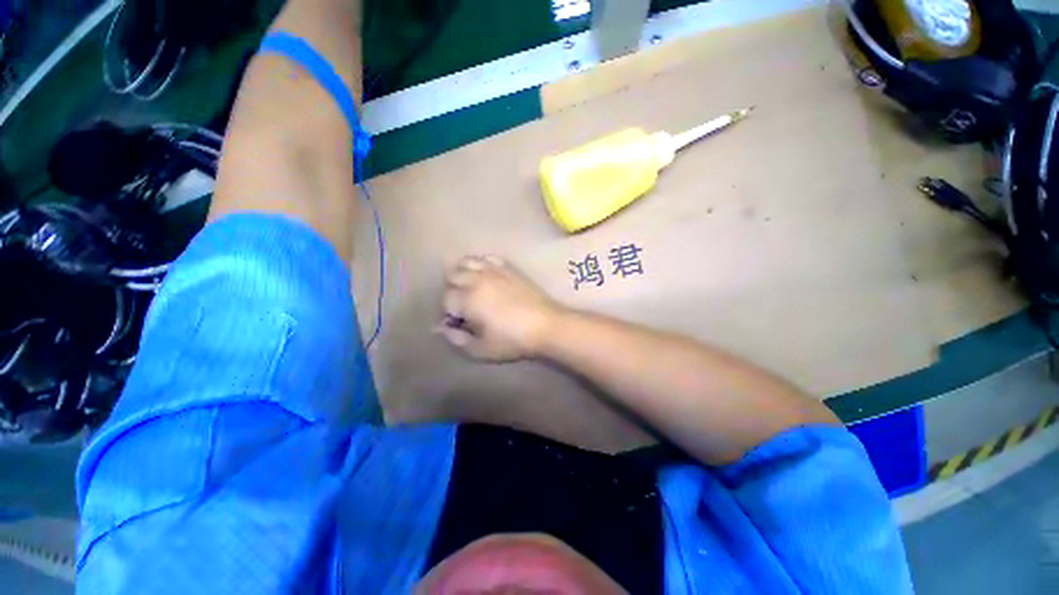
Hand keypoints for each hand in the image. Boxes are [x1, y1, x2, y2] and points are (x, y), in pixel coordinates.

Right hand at [438, 256, 561, 361]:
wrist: (546, 325)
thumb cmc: (513, 341)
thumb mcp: (481, 350)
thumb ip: (456, 339)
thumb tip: (441, 328)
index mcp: (468, 300)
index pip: (446, 299)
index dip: (449, 312)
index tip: (459, 323)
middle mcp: (477, 280)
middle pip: (452, 276)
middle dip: (452, 290)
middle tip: (463, 306)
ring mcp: (494, 271)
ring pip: (467, 261)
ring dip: (463, 273)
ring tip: (470, 287)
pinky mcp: (508, 268)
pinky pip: (488, 257)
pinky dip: (482, 264)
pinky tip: (486, 275)